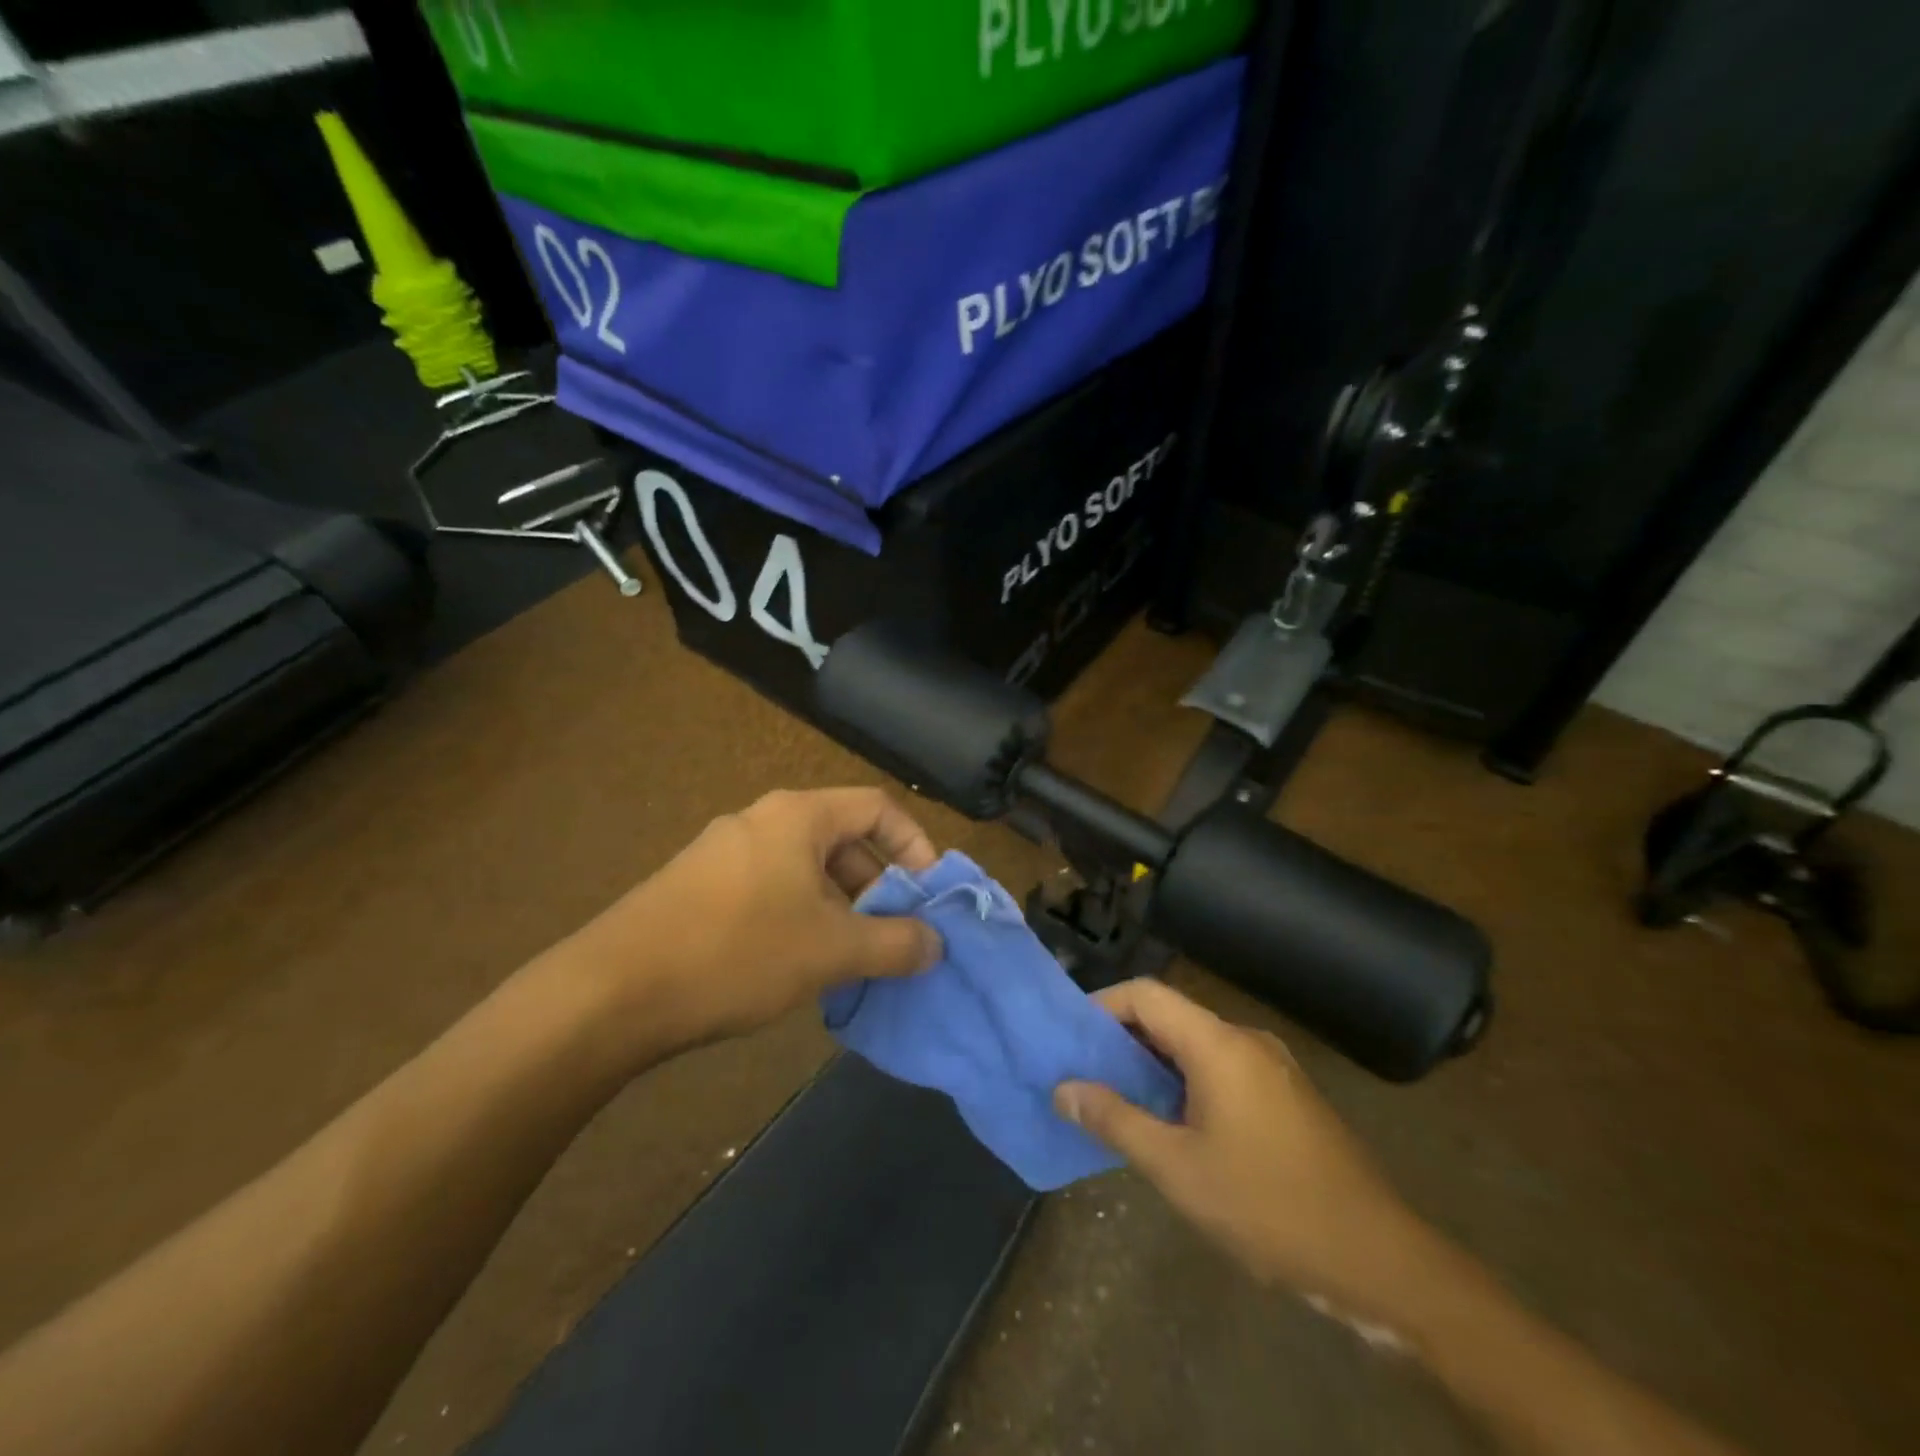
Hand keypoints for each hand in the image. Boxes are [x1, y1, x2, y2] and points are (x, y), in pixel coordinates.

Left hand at [568, 788, 943, 1046]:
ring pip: (806, 870)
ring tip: (849, 960)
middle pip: (843, 839)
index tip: (928, 895)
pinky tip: (795, 966)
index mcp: (798, 815)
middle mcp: (761, 819)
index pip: (878, 806)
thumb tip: (936, 944)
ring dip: (840, 908)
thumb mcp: (831, 950)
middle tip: (892, 936)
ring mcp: (724, 851)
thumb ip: (895, 944)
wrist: (611, 992)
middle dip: (877, 886)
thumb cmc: (738, 952)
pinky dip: (800, 918)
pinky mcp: (697, 886)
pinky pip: (770, 889)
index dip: (915, 845)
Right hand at [1055, 979, 1432, 1323]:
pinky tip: (1176, 1124)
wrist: (1378, 1260)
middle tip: (1086, 1073)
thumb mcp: (1177, 1169)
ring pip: (1197, 1044)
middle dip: (1124, 1038)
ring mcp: (1273, 1066)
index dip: (1102, 1005)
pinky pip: (1223, 1068)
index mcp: (1219, 1044)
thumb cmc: (1267, 1206)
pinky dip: (1187, 1081)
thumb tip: (1063, 1088)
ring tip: (1121, 1100)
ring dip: (1155, 1063)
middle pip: (1171, 1016)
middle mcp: (1246, 1040)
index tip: (1070, 1037)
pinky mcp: (1288, 1095)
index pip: (1146, 994)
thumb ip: (1115, 1120)